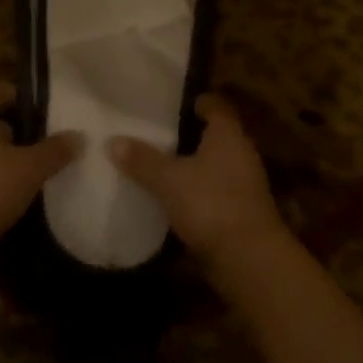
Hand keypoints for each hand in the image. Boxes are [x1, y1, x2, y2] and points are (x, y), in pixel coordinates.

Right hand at [110, 94, 285, 271]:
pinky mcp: (240, 212)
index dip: (194, 101)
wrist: (249, 260)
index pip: (214, 105)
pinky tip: (170, 198)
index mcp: (228, 134)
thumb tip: (113, 140)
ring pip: (212, 165)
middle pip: (212, 135)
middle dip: (185, 134)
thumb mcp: (169, 180)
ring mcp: (243, 184)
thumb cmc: (211, 204)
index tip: (167, 103)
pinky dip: (194, 192)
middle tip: (152, 133)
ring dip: (189, 165)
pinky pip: (212, 191)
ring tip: (155, 164)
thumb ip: (143, 160)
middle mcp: (240, 153)